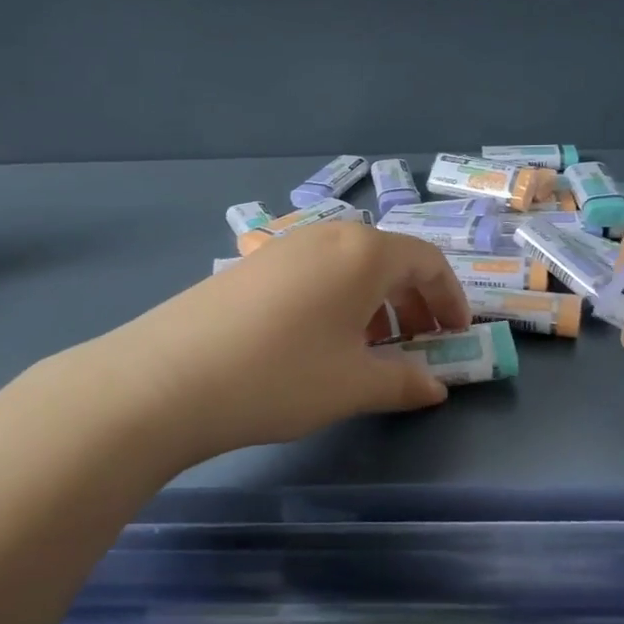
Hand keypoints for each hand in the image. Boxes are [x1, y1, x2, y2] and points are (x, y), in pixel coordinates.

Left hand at [79, 221, 470, 463]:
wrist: (166, 379)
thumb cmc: (280, 376)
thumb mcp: (353, 385)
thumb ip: (404, 382)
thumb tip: (435, 387)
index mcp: (363, 253)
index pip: (427, 261)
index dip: (449, 299)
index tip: (456, 336)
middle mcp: (326, 236)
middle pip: (388, 259)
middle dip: (413, 302)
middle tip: (418, 344)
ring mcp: (283, 247)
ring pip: (348, 267)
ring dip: (373, 303)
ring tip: (369, 348)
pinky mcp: (250, 266)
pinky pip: (312, 274)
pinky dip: (335, 301)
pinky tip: (318, 342)